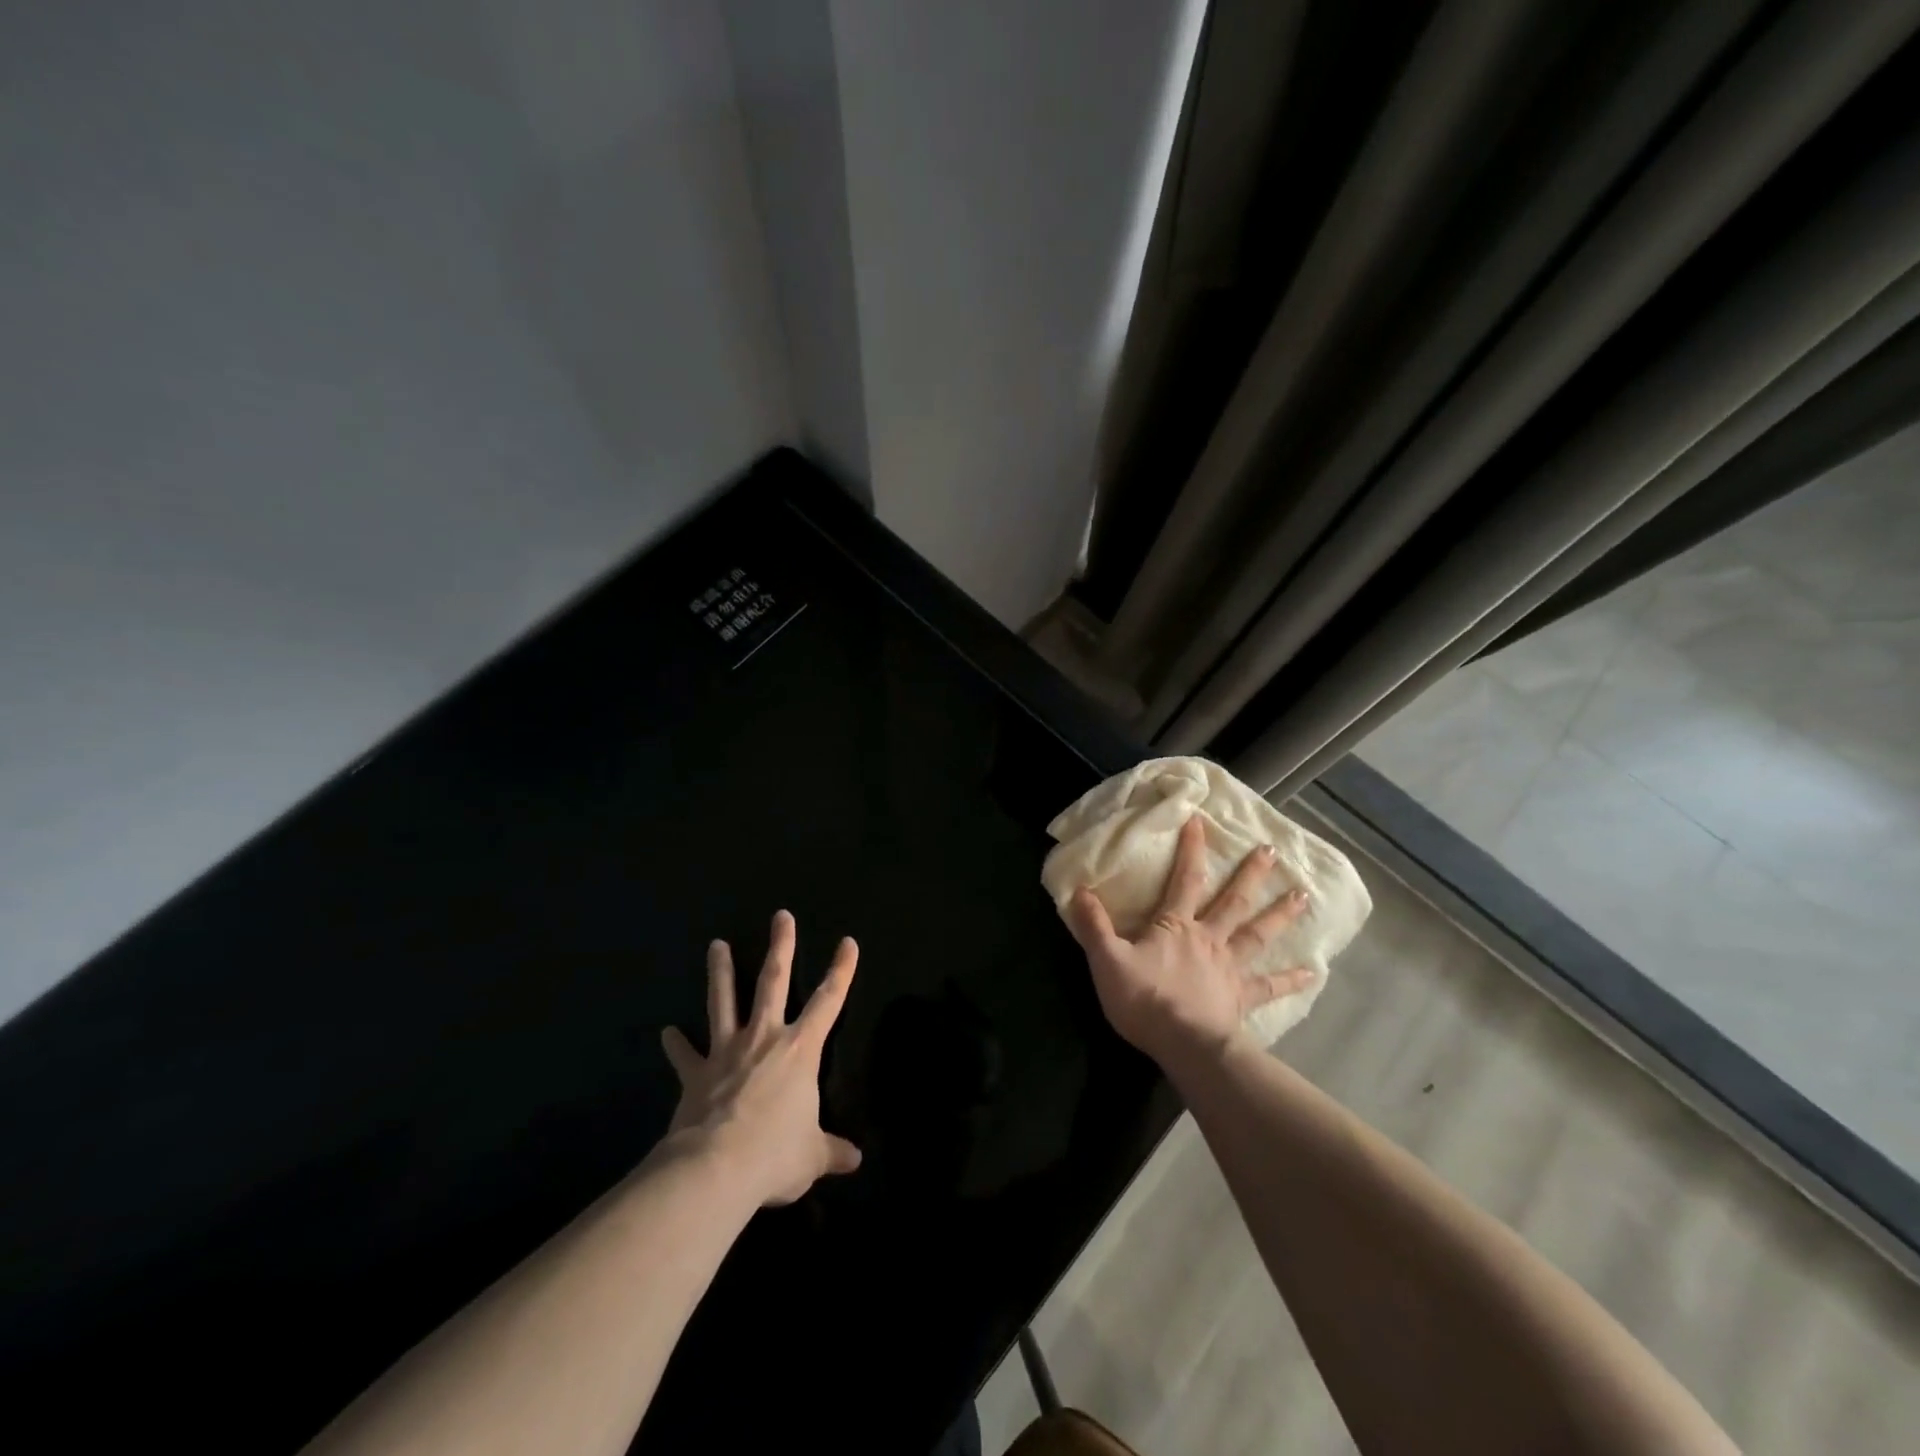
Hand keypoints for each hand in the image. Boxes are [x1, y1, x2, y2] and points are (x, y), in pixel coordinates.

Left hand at [661, 910, 862, 1206]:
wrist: (714, 1170)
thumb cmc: (774, 1155)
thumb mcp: (811, 1157)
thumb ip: (832, 1152)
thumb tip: (855, 1160)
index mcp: (800, 1050)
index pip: (828, 1001)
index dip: (841, 970)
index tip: (847, 942)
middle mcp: (764, 1038)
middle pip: (773, 981)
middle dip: (780, 946)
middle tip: (780, 916)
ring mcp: (726, 1052)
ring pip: (724, 1001)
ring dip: (721, 973)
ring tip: (716, 945)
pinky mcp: (696, 1075)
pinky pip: (686, 1056)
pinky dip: (676, 1045)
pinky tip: (667, 1033)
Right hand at [1066, 816, 1312, 1068]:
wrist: (1183, 1044)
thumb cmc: (1144, 999)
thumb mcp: (1107, 959)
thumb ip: (1094, 925)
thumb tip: (1078, 890)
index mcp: (1176, 926)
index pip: (1185, 879)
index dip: (1192, 850)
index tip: (1200, 821)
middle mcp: (1209, 939)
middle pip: (1233, 901)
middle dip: (1251, 874)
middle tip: (1271, 850)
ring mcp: (1229, 968)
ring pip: (1257, 934)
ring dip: (1280, 914)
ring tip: (1303, 896)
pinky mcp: (1241, 998)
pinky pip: (1269, 986)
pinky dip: (1291, 979)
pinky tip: (1313, 972)